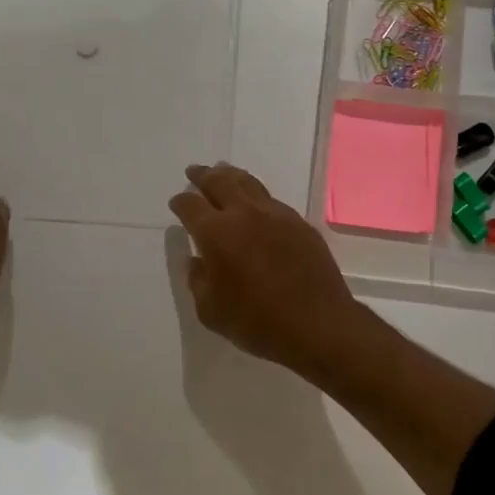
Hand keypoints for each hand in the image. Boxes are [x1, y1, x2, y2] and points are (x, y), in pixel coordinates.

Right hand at [168, 162, 366, 376]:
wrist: (317, 323)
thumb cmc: (257, 322)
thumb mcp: (211, 311)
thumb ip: (198, 280)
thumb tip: (197, 261)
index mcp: (216, 233)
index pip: (191, 205)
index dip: (181, 202)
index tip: (177, 203)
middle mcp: (244, 214)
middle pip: (219, 182)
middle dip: (203, 175)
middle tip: (195, 171)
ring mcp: (276, 214)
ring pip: (248, 183)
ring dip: (231, 175)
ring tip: (224, 172)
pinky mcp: (299, 222)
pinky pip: (272, 200)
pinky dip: (257, 195)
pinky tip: (256, 203)